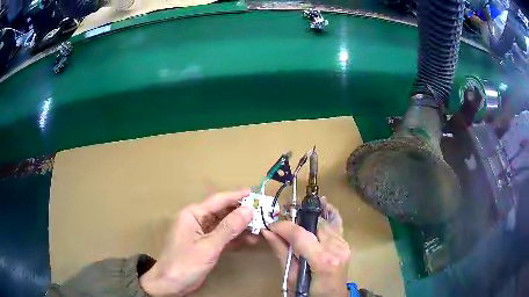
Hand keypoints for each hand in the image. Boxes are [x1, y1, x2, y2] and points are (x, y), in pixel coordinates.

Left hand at [140, 190, 254, 295]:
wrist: (171, 284)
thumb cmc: (185, 263)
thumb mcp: (208, 246)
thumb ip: (229, 228)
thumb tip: (249, 210)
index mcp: (193, 214)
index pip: (219, 200)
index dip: (238, 196)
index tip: (256, 193)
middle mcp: (198, 220)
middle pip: (223, 212)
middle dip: (243, 213)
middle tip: (264, 213)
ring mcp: (202, 233)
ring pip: (225, 225)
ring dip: (242, 227)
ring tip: (262, 227)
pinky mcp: (206, 245)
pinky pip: (224, 237)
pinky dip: (236, 239)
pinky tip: (251, 240)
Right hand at [262, 201, 349, 296]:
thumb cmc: (308, 294)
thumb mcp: (290, 278)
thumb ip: (282, 252)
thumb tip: (267, 231)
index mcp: (323, 260)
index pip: (301, 234)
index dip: (284, 226)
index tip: (271, 224)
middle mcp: (337, 248)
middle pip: (315, 223)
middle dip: (296, 217)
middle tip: (281, 217)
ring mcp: (344, 245)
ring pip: (325, 221)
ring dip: (308, 216)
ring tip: (294, 213)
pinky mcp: (346, 244)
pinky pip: (336, 224)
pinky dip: (326, 214)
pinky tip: (322, 204)